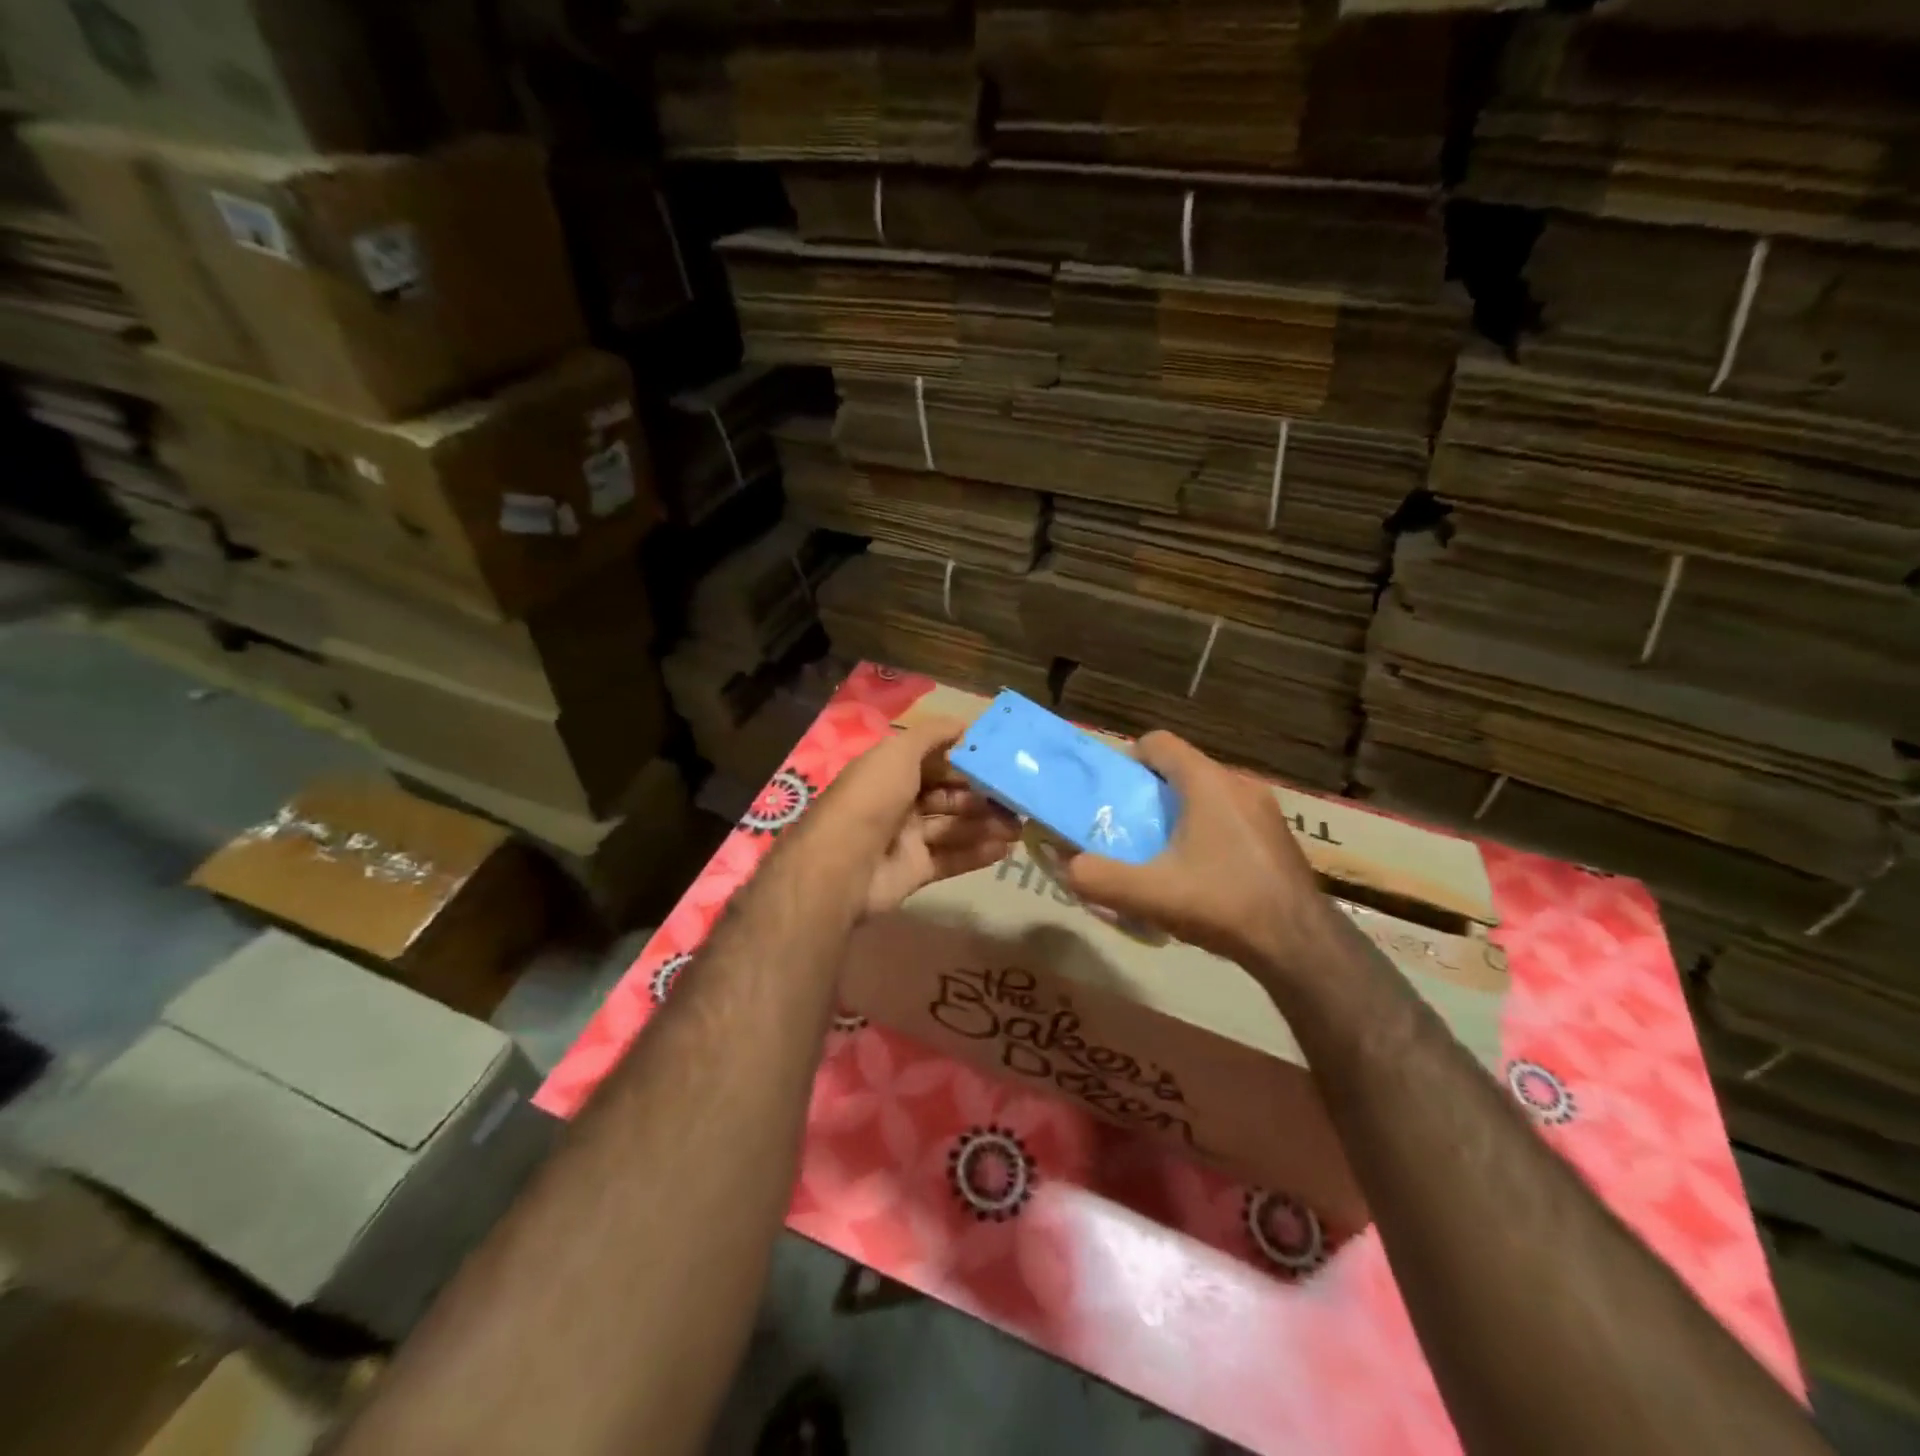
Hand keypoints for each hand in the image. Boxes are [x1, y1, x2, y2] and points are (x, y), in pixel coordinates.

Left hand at [801, 716, 1020, 917]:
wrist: (843, 864)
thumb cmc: (873, 798)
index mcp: (890, 771)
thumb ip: (932, 735)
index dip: (965, 762)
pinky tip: (1005, 849)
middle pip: (948, 796)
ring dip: (986, 825)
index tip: (1000, 762)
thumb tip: (965, 724)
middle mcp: (898, 802)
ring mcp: (906, 838)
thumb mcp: (899, 752)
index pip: (935, 762)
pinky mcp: (915, 870)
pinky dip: (977, 854)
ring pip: (953, 827)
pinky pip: (951, 858)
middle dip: (982, 796)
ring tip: (1019, 826)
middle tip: (1017, 799)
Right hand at [1060, 731, 1330, 978]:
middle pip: (1180, 769)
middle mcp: (1238, 783)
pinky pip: (1229, 815)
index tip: (1112, 795)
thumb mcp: (1150, 894)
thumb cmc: (1222, 904)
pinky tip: (1200, 873)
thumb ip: (1098, 878)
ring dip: (1179, 814)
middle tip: (1129, 829)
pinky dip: (1206, 830)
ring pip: (1206, 793)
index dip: (1128, 760)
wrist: (1299, 944)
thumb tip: (1067, 866)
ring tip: (1161, 854)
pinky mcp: (1276, 834)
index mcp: (1207, 782)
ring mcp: (1263, 808)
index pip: (1158, 742)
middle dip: (1149, 793)